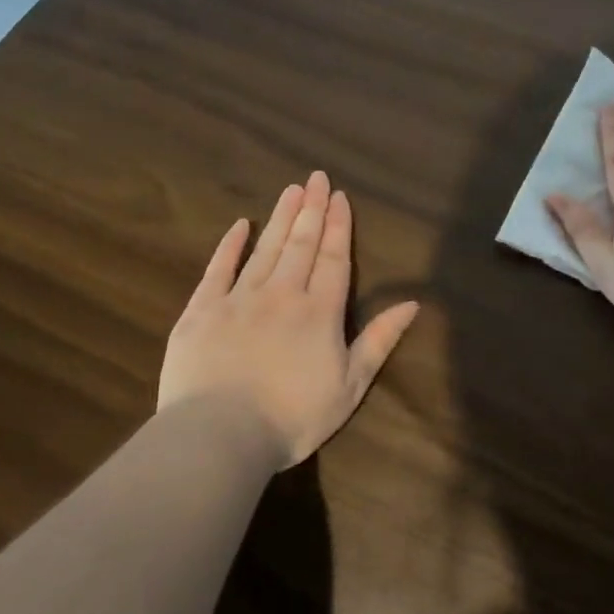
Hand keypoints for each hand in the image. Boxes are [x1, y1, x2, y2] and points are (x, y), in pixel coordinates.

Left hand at [159, 171, 419, 466]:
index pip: (333, 259)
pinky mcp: (201, 311)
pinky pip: (217, 269)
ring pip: (265, 249)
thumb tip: (412, 303)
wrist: (221, 436)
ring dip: (280, 218)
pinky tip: (239, 225)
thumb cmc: (294, 417)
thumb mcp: (351, 385)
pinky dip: (229, 246)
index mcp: (320, 312)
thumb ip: (380, 340)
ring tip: (291, 190)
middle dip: (311, 210)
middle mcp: (282, 294)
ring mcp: (238, 299)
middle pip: (300, 244)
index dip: (338, 226)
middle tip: (316, 177)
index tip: (339, 196)